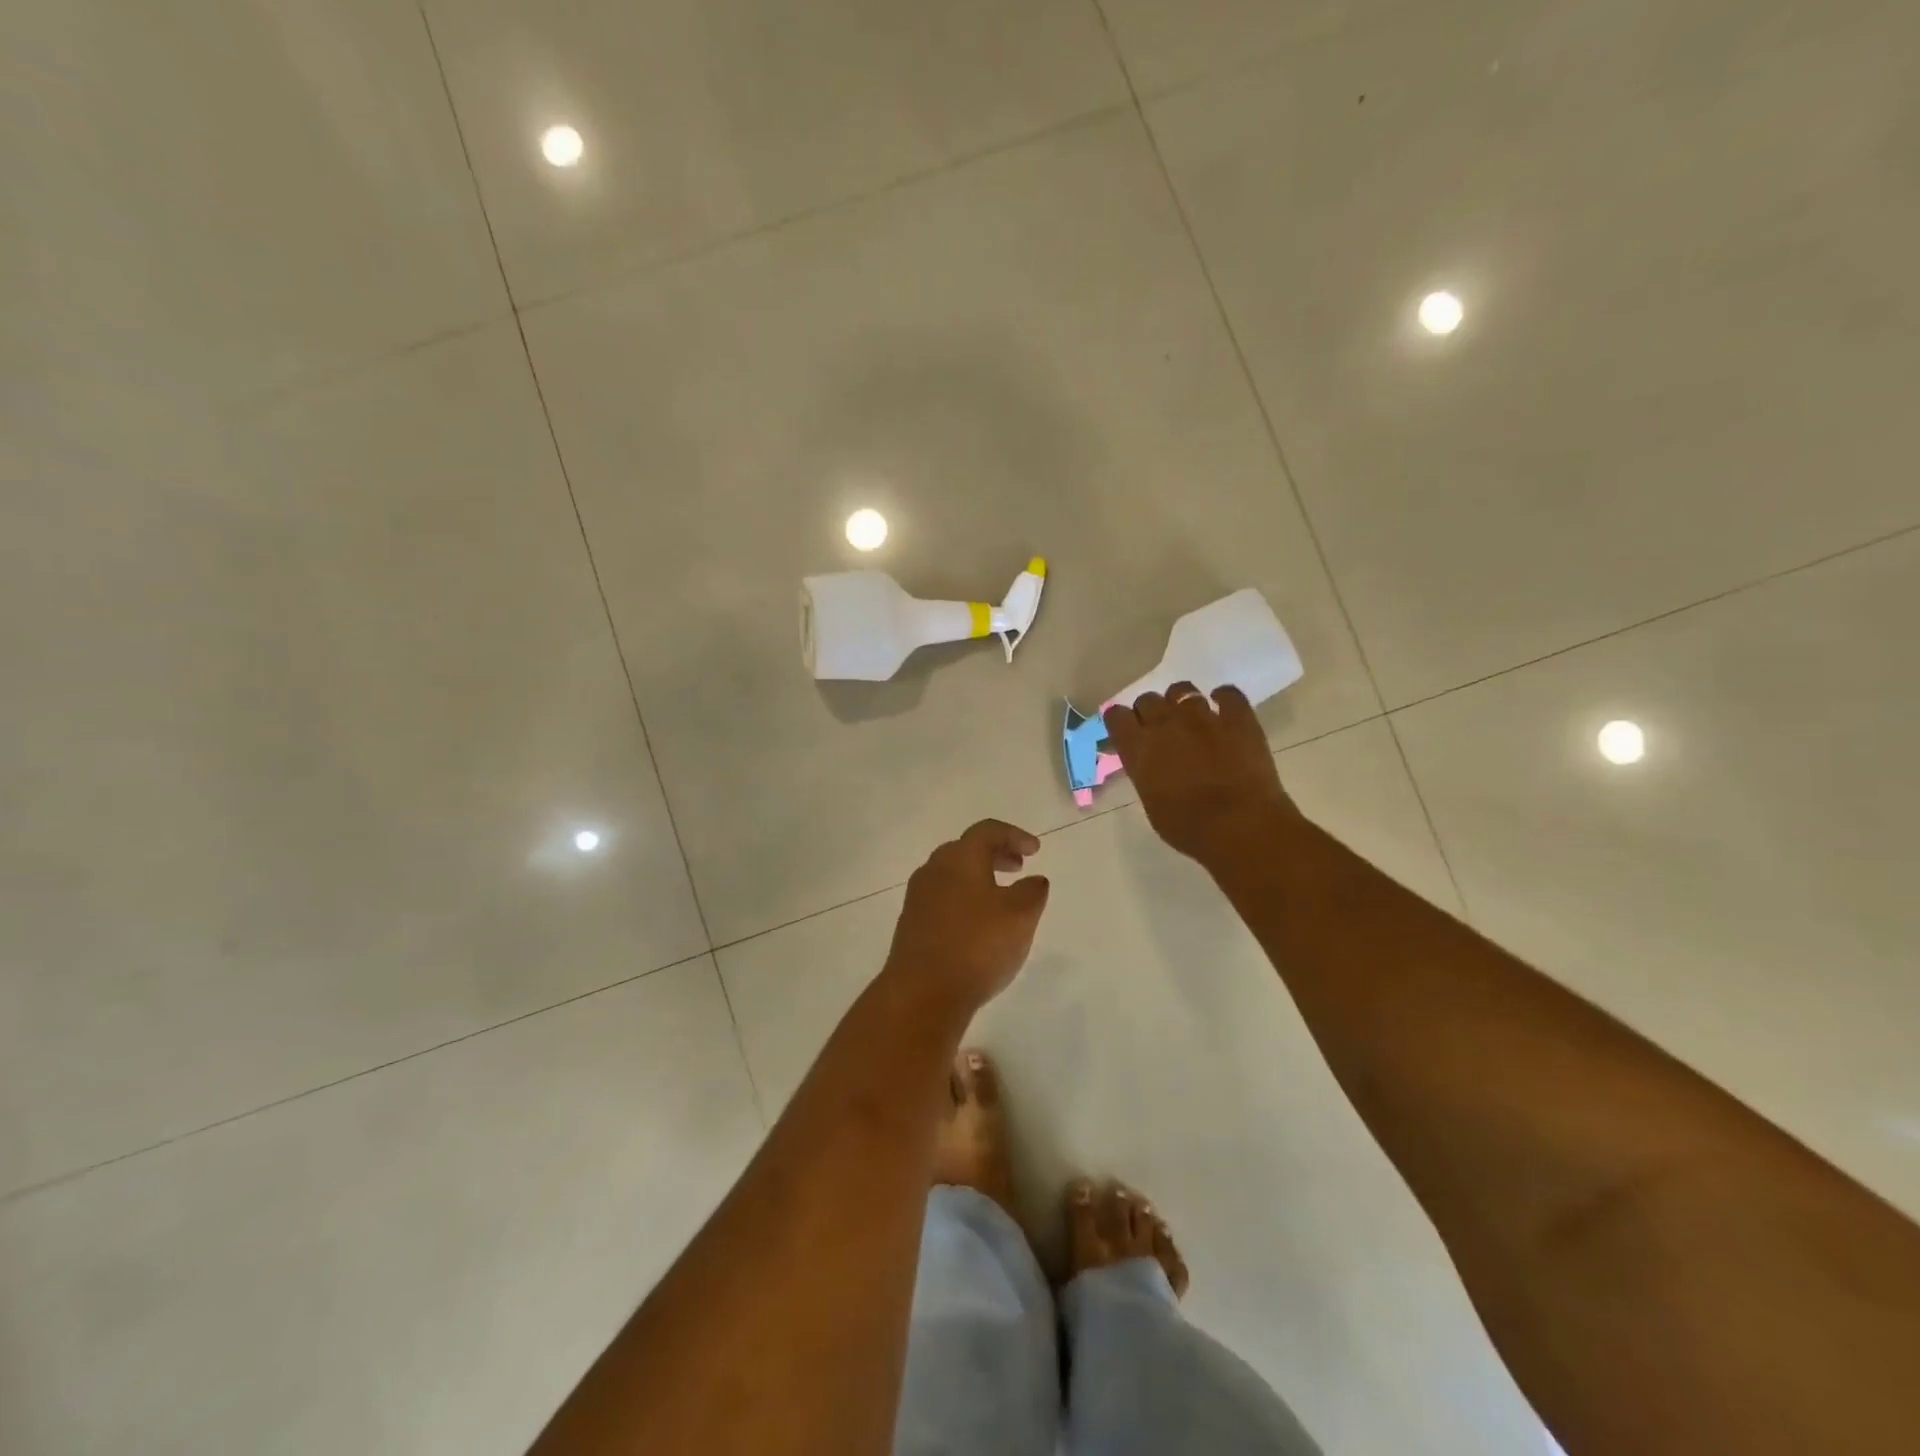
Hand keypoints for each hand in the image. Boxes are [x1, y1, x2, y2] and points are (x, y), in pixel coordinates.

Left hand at [884, 820, 1050, 1012]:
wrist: (922, 993)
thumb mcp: (1020, 916)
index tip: (1035, 851)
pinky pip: (943, 898)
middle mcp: (934, 869)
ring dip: (979, 877)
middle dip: (995, 853)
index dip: (1014, 835)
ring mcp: (918, 898)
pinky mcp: (912, 924)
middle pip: (966, 849)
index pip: (987, 831)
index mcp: (960, 858)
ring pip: (952, 874)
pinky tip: (978, 924)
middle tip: (1018, 866)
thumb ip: (1032, 892)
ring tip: (1001, 897)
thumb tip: (1034, 881)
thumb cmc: (976, 945)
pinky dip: (965, 899)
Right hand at [1103, 683, 1299, 867]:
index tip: (1127, 732)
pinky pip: (1228, 693)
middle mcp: (1165, 723)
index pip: (1116, 715)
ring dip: (1182, 703)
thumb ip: (1145, 773)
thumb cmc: (1187, 827)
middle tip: (1161, 731)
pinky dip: (1224, 698)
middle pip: (1147, 699)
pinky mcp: (1238, 717)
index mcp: (1138, 747)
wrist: (1239, 825)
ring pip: (1183, 690)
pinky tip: (1225, 709)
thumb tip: (1149, 765)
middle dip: (1150, 712)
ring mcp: (1202, 716)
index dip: (1121, 721)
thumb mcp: (1151, 802)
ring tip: (1191, 719)